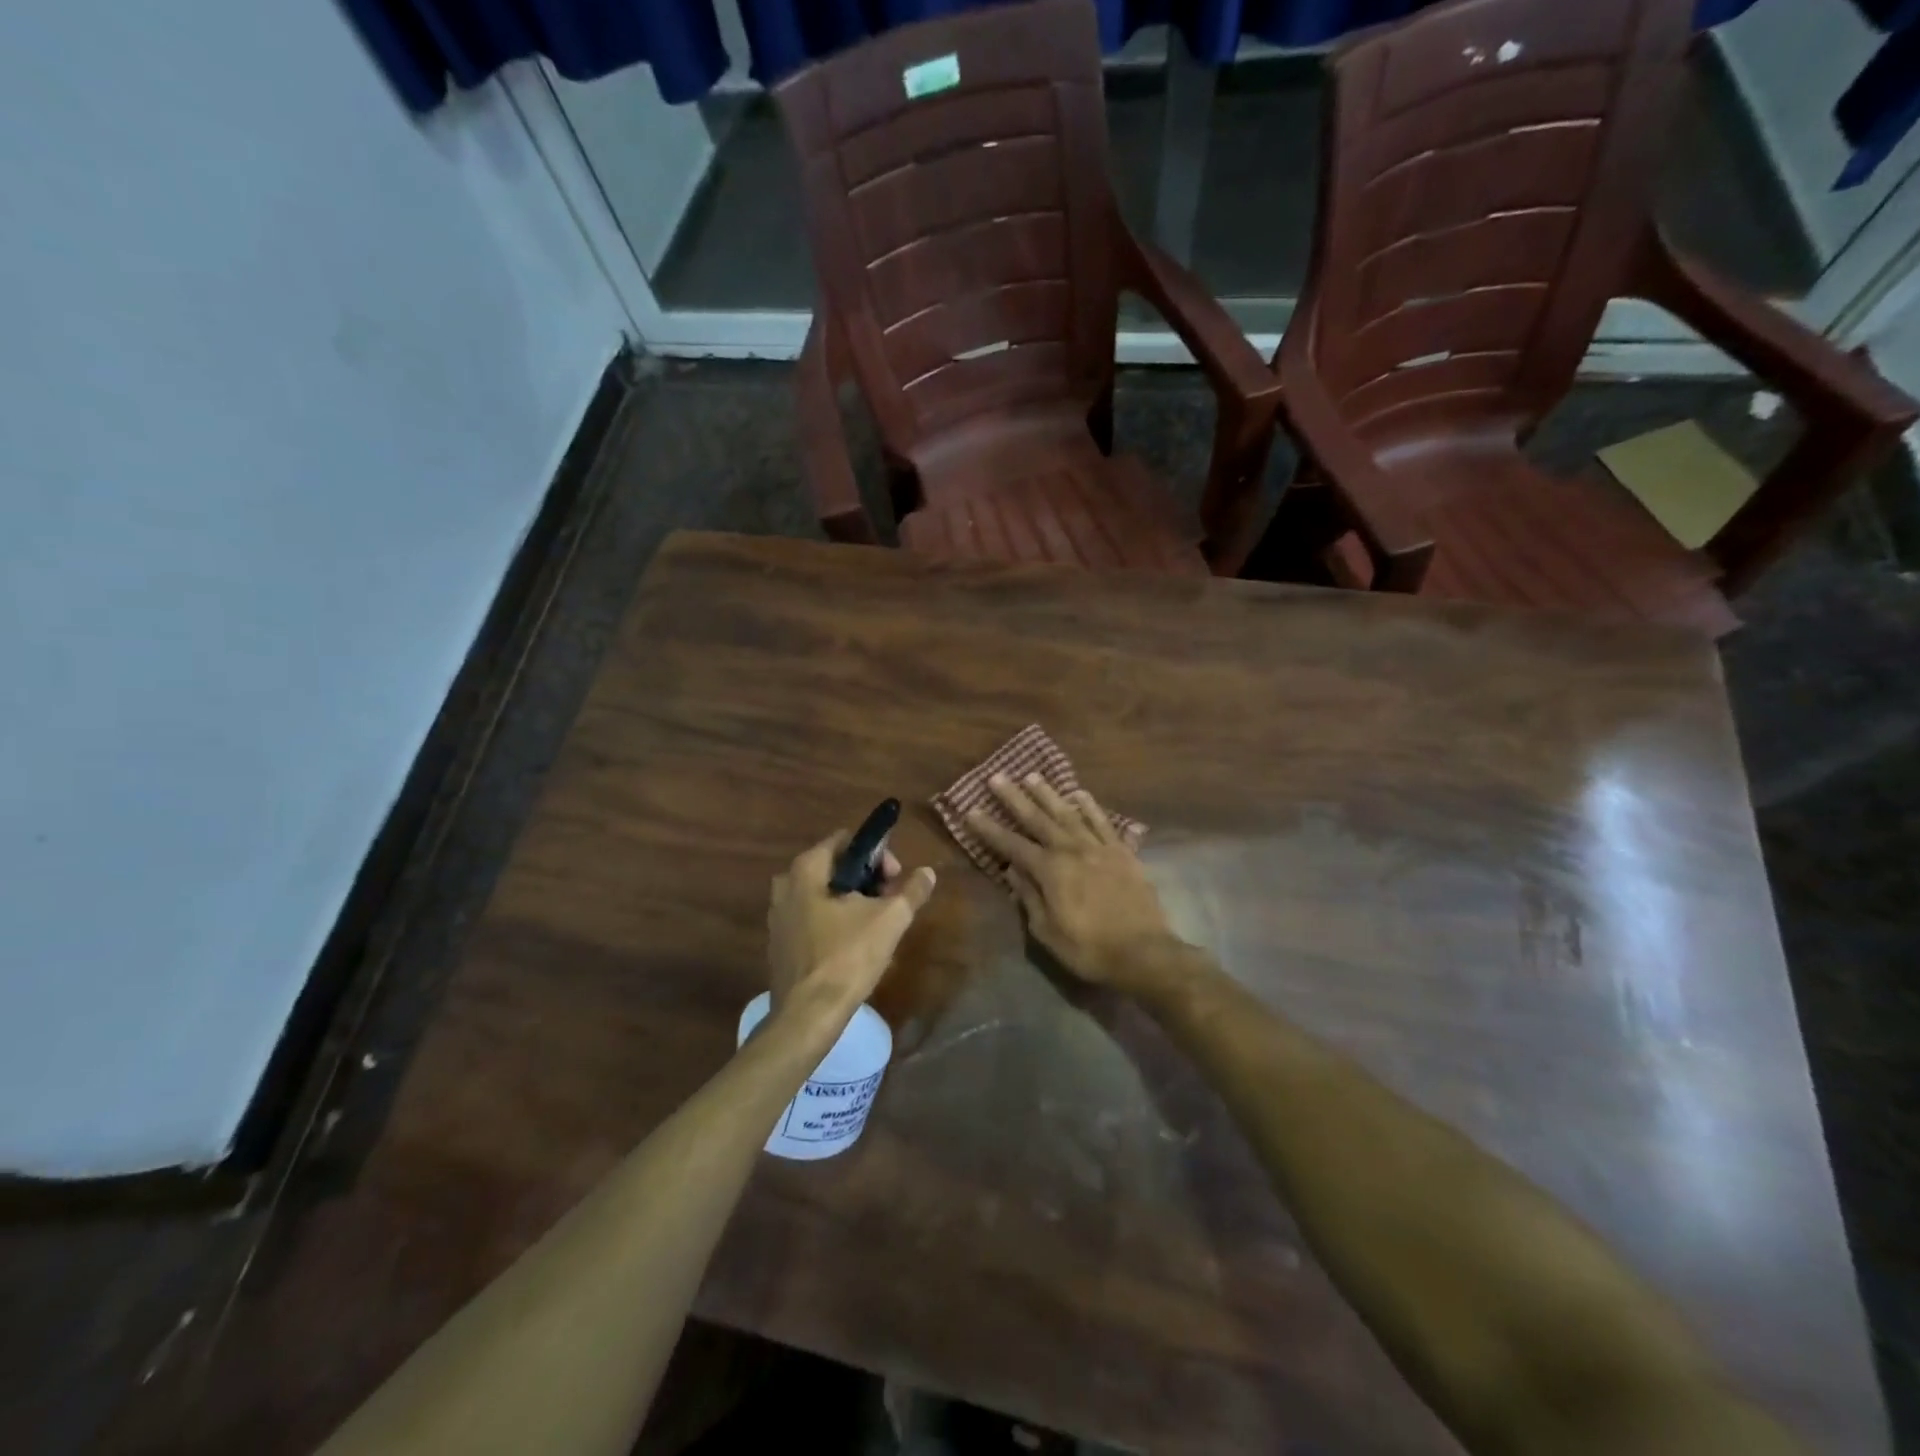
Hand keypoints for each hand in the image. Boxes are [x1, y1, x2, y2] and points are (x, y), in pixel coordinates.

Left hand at [768, 831, 936, 1022]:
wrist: (808, 1015)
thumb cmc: (848, 957)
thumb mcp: (890, 920)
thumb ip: (912, 890)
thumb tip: (927, 872)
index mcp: (806, 869)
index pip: (847, 841)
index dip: (878, 854)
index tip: (895, 878)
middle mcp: (785, 885)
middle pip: (835, 867)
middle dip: (867, 879)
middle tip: (890, 901)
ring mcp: (778, 915)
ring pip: (823, 894)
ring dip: (852, 901)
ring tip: (877, 924)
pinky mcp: (779, 942)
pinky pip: (812, 918)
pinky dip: (834, 921)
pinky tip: (853, 945)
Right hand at [965, 774, 1178, 994]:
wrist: (1144, 952)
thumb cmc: (1089, 949)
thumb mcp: (1047, 932)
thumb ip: (1029, 897)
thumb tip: (1013, 871)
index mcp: (1050, 871)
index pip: (1012, 845)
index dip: (990, 829)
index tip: (971, 810)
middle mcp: (1072, 850)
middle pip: (1038, 819)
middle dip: (1015, 798)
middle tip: (997, 777)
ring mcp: (1099, 848)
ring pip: (1069, 813)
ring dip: (1049, 794)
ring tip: (1032, 776)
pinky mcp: (1123, 852)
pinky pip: (1103, 823)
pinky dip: (1091, 807)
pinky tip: (1080, 794)